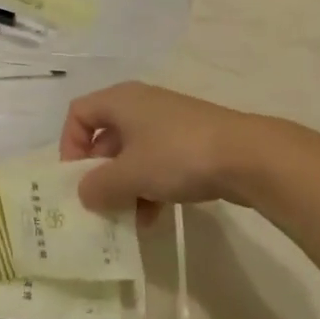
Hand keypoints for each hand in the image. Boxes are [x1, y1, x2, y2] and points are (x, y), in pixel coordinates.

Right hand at [59, 81, 280, 214]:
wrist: (250, 156)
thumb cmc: (177, 155)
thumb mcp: (130, 175)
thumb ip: (99, 186)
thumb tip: (84, 194)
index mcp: (120, 101)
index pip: (78, 114)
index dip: (69, 145)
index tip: (76, 178)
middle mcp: (140, 105)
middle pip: (105, 136)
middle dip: (100, 173)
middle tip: (101, 203)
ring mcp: (169, 123)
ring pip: (133, 154)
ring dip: (125, 186)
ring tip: (129, 218)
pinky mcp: (192, 142)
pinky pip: (158, 162)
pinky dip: (150, 186)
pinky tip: (154, 217)